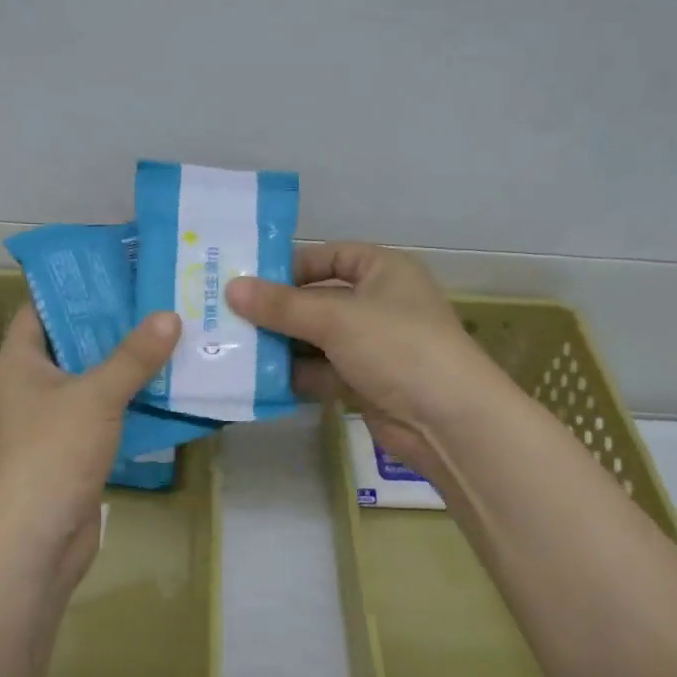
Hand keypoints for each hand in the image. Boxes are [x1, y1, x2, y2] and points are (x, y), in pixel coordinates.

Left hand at [0, 306, 180, 591]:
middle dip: (115, 326)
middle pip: (73, 344)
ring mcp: (49, 422)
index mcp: (17, 362)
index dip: (77, 289)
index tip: (122, 273)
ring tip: (174, 338)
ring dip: (127, 366)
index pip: (42, 309)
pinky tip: (168, 389)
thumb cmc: (51, 454)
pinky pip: (102, 415)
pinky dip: (129, 403)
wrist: (33, 542)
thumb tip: (169, 315)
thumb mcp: (96, 396)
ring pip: (92, 382)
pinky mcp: (70, 451)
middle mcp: (28, 387)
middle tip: (161, 302)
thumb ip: (133, 356)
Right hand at [226, 242, 504, 476]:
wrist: (448, 420)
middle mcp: (379, 304)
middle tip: (228, 316)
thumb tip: (231, 288)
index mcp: (384, 271)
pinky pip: (323, 372)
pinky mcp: (366, 383)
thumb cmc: (396, 346)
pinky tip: (258, 380)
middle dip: (278, 310)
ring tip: (233, 348)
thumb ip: (281, 305)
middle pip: (319, 300)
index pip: (332, 256)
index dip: (292, 265)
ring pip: (317, 339)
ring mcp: (373, 346)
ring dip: (282, 345)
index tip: (249, 280)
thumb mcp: (335, 318)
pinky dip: (296, 375)